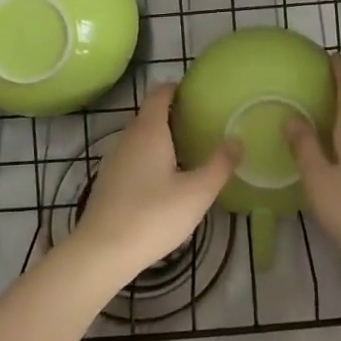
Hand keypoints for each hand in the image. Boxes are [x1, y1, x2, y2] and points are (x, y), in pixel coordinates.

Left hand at [69, 83, 238, 280]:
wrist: (102, 252)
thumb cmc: (153, 215)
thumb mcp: (197, 192)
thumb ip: (220, 165)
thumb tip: (237, 141)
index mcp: (149, 131)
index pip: (160, 93)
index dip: (177, 88)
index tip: (198, 94)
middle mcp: (128, 137)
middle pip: (150, 114)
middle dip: (174, 115)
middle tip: (201, 125)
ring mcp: (114, 160)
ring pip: (141, 138)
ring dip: (162, 139)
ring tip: (188, 152)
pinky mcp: (109, 181)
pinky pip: (133, 157)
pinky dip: (150, 158)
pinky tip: (165, 181)